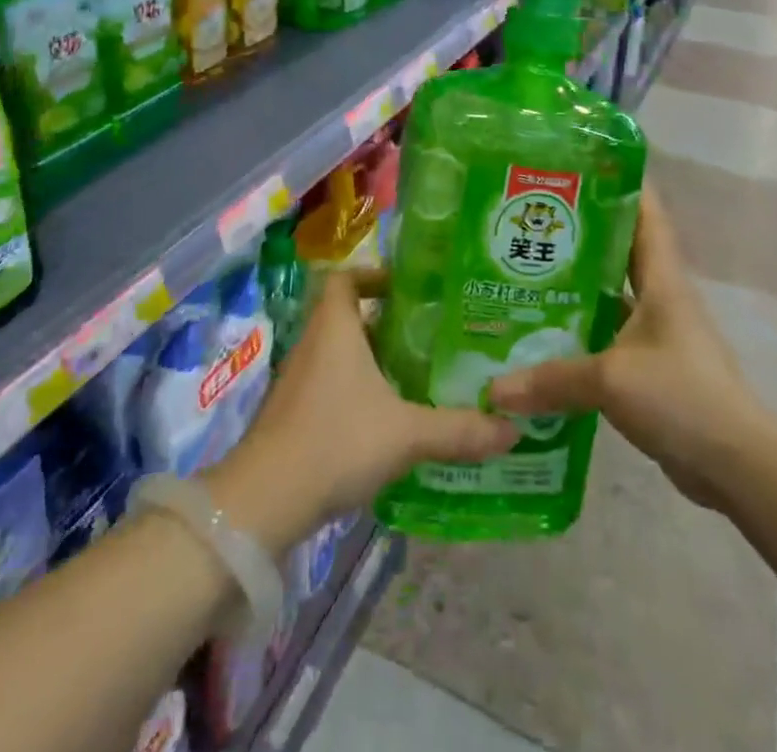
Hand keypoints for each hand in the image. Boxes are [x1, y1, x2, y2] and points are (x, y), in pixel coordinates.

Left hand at [206, 270, 517, 553]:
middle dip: (387, 323)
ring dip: (374, 360)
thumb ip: (458, 430)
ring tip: (418, 375)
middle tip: (430, 336)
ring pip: (341, 354)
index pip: (346, 278)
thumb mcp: (406, 434)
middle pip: (348, 315)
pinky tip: (389, 420)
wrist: (264, 501)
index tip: (409, 291)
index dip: (374, 275)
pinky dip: (358, 391)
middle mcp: (314, 343)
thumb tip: (512, 429)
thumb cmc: (335, 441)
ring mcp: (299, 380)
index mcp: (335, 327)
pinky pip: (332, 386)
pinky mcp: (294, 415)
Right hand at [488, 185, 759, 510]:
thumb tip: (492, 389)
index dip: (621, 181)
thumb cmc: (682, 396)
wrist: (737, 467)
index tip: (580, 161)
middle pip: (618, 250)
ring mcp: (655, 333)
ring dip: (573, 288)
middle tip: (527, 219)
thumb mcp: (611, 380)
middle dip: (578, 233)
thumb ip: (551, 379)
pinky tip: (540, 339)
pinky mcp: (649, 368)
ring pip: (608, 296)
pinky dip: (577, 335)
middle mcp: (659, 296)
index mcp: (661, 278)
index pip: (646, 212)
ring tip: (520, 275)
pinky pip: (605, 338)